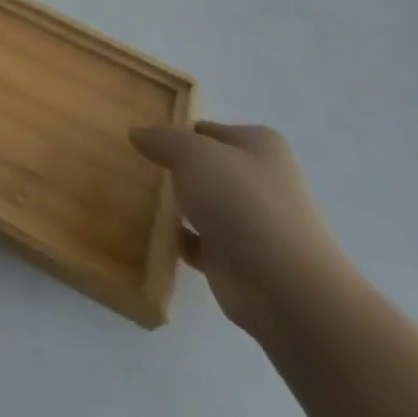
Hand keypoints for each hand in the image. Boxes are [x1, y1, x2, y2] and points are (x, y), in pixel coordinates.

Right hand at [130, 121, 356, 340]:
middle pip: (206, 168)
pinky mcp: (238, 259)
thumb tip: (137, 133)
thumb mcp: (193, 153)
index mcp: (259, 146)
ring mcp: (252, 222)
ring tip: (135, 198)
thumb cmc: (241, 202)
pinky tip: (149, 234)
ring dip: (176, 205)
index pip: (209, 130)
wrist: (283, 286)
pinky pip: (197, 241)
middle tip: (134, 168)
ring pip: (202, 204)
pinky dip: (176, 239)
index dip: (178, 133)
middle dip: (174, 169)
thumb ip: (162, 139)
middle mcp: (260, 180)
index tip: (144, 142)